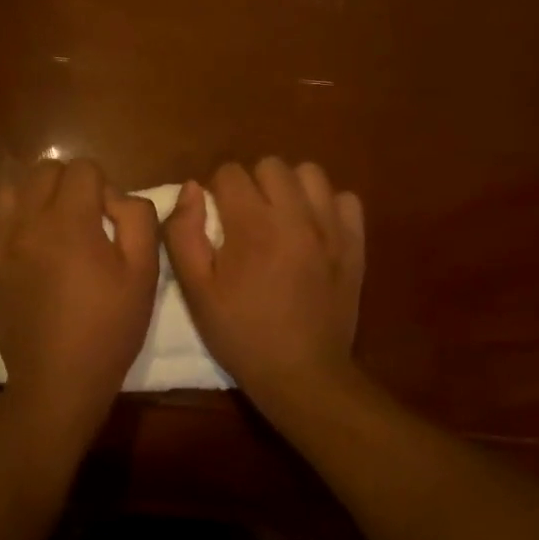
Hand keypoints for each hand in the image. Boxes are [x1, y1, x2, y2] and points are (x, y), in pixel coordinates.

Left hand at [0, 158, 159, 455]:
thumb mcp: (144, 273)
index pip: (82, 168)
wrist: (58, 381)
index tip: (109, 220)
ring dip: (37, 196)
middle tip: (85, 220)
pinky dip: (10, 217)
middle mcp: (27, 223)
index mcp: (70, 223)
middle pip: (45, 170)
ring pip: (14, 188)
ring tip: (52, 227)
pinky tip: (25, 240)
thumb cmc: (108, 328)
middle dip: (70, 184)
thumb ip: (138, 218)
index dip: (103, 186)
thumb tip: (117, 196)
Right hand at [164, 158, 364, 417]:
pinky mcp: (355, 243)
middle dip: (252, 184)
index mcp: (252, 225)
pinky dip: (328, 206)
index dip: (217, 192)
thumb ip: (184, 233)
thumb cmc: (241, 333)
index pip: (230, 172)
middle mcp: (295, 215)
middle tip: (246, 219)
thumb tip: (193, 189)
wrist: (302, 374)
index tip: (217, 221)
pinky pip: (346, 199)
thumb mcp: (196, 290)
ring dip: (291, 188)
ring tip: (281, 217)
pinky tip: (314, 229)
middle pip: (270, 165)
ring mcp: (331, 227)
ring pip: (310, 173)